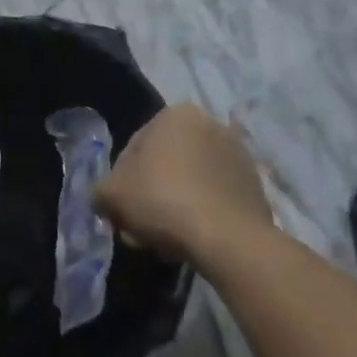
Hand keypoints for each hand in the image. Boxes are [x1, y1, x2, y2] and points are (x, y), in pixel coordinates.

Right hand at [94, 104, 271, 259]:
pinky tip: (190, 242)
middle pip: (164, 166)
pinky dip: (200, 215)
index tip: (120, 211)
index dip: (120, 183)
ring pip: (189, 183)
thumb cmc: (163, 201)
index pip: (133, 148)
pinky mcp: (255, 187)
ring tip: (163, 242)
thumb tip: (104, 200)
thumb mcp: (112, 194)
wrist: (229, 239)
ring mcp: (238, 156)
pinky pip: (214, 199)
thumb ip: (101, 192)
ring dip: (173, 208)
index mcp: (176, 114)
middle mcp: (210, 125)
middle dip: (148, 197)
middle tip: (139, 229)